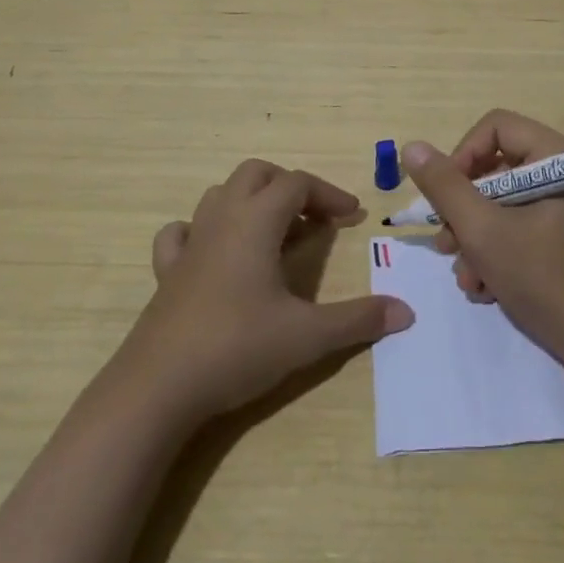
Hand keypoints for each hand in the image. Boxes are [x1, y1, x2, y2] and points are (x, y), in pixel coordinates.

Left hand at [121, 160, 414, 422]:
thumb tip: (406, 312)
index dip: (329, 195)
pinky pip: (181, 232)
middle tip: (314, 219)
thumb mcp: (307, 336)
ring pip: (220, 195)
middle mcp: (222, 220)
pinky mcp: (166, 273)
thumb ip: (357, 320)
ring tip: (275, 235)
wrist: (157, 388)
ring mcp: (190, 244)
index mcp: (256, 221)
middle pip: (256, 174)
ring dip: (251, 202)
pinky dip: (202, 230)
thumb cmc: (237, 348)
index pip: (298, 184)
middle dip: (289, 186)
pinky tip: (215, 253)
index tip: (353, 218)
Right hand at [402, 110, 563, 360]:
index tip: (445, 197)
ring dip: (474, 238)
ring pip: (501, 201)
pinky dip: (495, 252)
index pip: (496, 127)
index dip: (463, 155)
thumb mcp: (484, 231)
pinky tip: (485, 287)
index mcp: (558, 157)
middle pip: (495, 167)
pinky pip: (517, 225)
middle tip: (447, 244)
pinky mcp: (562, 234)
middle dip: (464, 209)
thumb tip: (412, 147)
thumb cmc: (544, 279)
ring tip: (467, 276)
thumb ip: (445, 187)